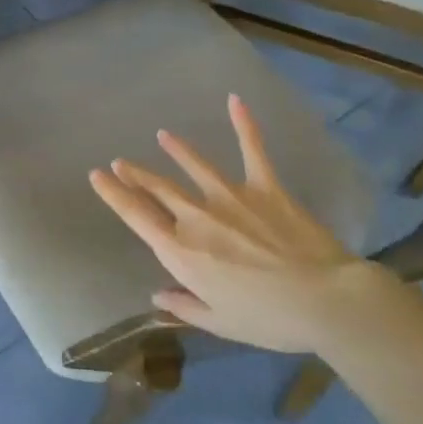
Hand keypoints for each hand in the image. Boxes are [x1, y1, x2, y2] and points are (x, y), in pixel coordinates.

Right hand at [88, 95, 398, 353]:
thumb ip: (184, 306)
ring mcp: (231, 197)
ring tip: (162, 136)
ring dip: (176, 149)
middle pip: (158, 189)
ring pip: (194, 166)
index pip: (136, 216)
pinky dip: (244, 125)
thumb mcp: (219, 323)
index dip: (113, 194)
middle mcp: (196, 217)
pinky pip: (252, 151)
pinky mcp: (266, 188)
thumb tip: (158, 294)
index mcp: (180, 251)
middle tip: (120, 162)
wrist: (325, 301)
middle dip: (136, 174)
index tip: (97, 176)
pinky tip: (235, 100)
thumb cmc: (268, 319)